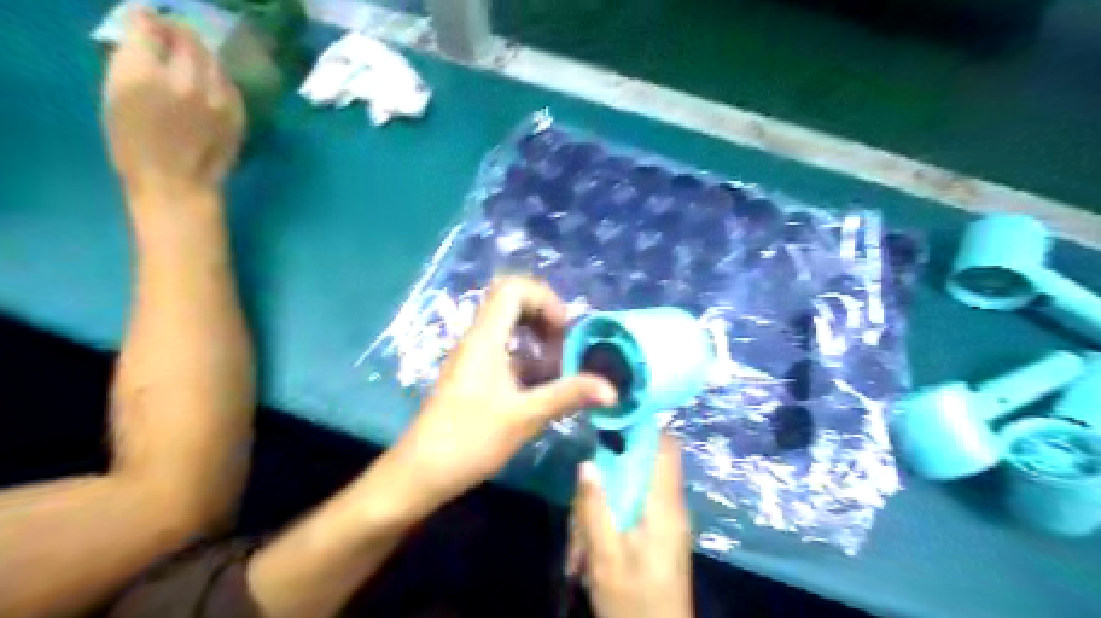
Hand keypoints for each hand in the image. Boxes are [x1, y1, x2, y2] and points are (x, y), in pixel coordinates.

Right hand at [102, 7, 243, 198]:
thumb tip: (146, 34)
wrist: (178, 183)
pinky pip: (229, 84)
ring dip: (201, 56)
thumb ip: (131, 60)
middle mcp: (187, 81)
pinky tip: (208, 89)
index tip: (148, 27)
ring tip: (190, 65)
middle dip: (179, 35)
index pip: (151, 25)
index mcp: (145, 74)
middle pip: (189, 39)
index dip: (149, 23)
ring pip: (214, 60)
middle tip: (171, 40)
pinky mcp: (238, 113)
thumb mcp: (115, 95)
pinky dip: (217, 79)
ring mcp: (219, 98)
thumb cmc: (135, 144)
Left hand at [389, 278, 615, 514]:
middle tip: (563, 347)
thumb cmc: (469, 439)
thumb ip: (567, 396)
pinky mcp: (472, 376)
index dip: (544, 299)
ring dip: (537, 341)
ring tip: (557, 370)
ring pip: (508, 329)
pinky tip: (540, 388)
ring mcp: (473, 358)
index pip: (513, 289)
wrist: (420, 473)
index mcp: (485, 338)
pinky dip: (526, 360)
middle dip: (544, 318)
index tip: (563, 331)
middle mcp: (477, 339)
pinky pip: (503, 352)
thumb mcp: (524, 416)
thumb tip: (611, 389)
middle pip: (511, 303)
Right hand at [573, 435, 689, 617]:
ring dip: (604, 502)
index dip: (643, 425)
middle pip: (643, 465)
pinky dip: (610, 516)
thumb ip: (595, 507)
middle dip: (609, 473)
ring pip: (634, 488)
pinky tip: (588, 546)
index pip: (666, 446)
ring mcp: (666, 520)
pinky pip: (634, 508)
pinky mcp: (659, 534)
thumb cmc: (633, 602)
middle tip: (581, 494)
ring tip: (579, 541)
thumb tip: (587, 463)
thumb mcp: (605, 557)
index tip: (611, 416)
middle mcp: (671, 506)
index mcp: (664, 504)